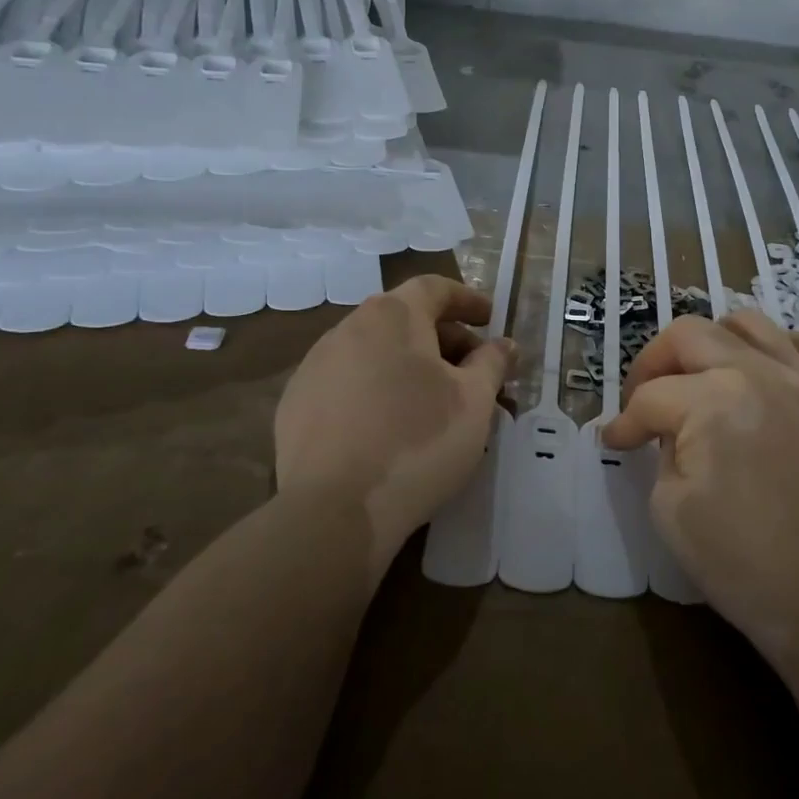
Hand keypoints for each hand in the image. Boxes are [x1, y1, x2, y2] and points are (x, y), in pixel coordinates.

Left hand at [275, 275, 511, 575]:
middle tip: (472, 371)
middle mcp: (348, 328)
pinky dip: (376, 390)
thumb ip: (492, 363)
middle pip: (404, 319)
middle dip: (444, 339)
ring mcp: (314, 366)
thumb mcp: (474, 401)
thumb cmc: (419, 441)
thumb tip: (504, 344)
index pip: (434, 288)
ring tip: (434, 402)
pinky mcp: (295, 405)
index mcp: (392, 316)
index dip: (467, 300)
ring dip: (409, 365)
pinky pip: (347, 383)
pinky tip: (389, 426)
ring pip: (373, 352)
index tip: (490, 319)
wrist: (335, 510)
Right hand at [603, 313, 798, 673]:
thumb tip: (663, 431)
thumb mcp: (670, 508)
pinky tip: (760, 372)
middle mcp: (759, 374)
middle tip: (642, 400)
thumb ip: (661, 450)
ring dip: (710, 341)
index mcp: (713, 402)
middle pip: (689, 336)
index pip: (651, 397)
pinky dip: (778, 346)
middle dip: (652, 363)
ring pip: (748, 323)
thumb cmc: (742, 564)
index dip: (624, 422)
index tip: (614, 442)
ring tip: (698, 377)